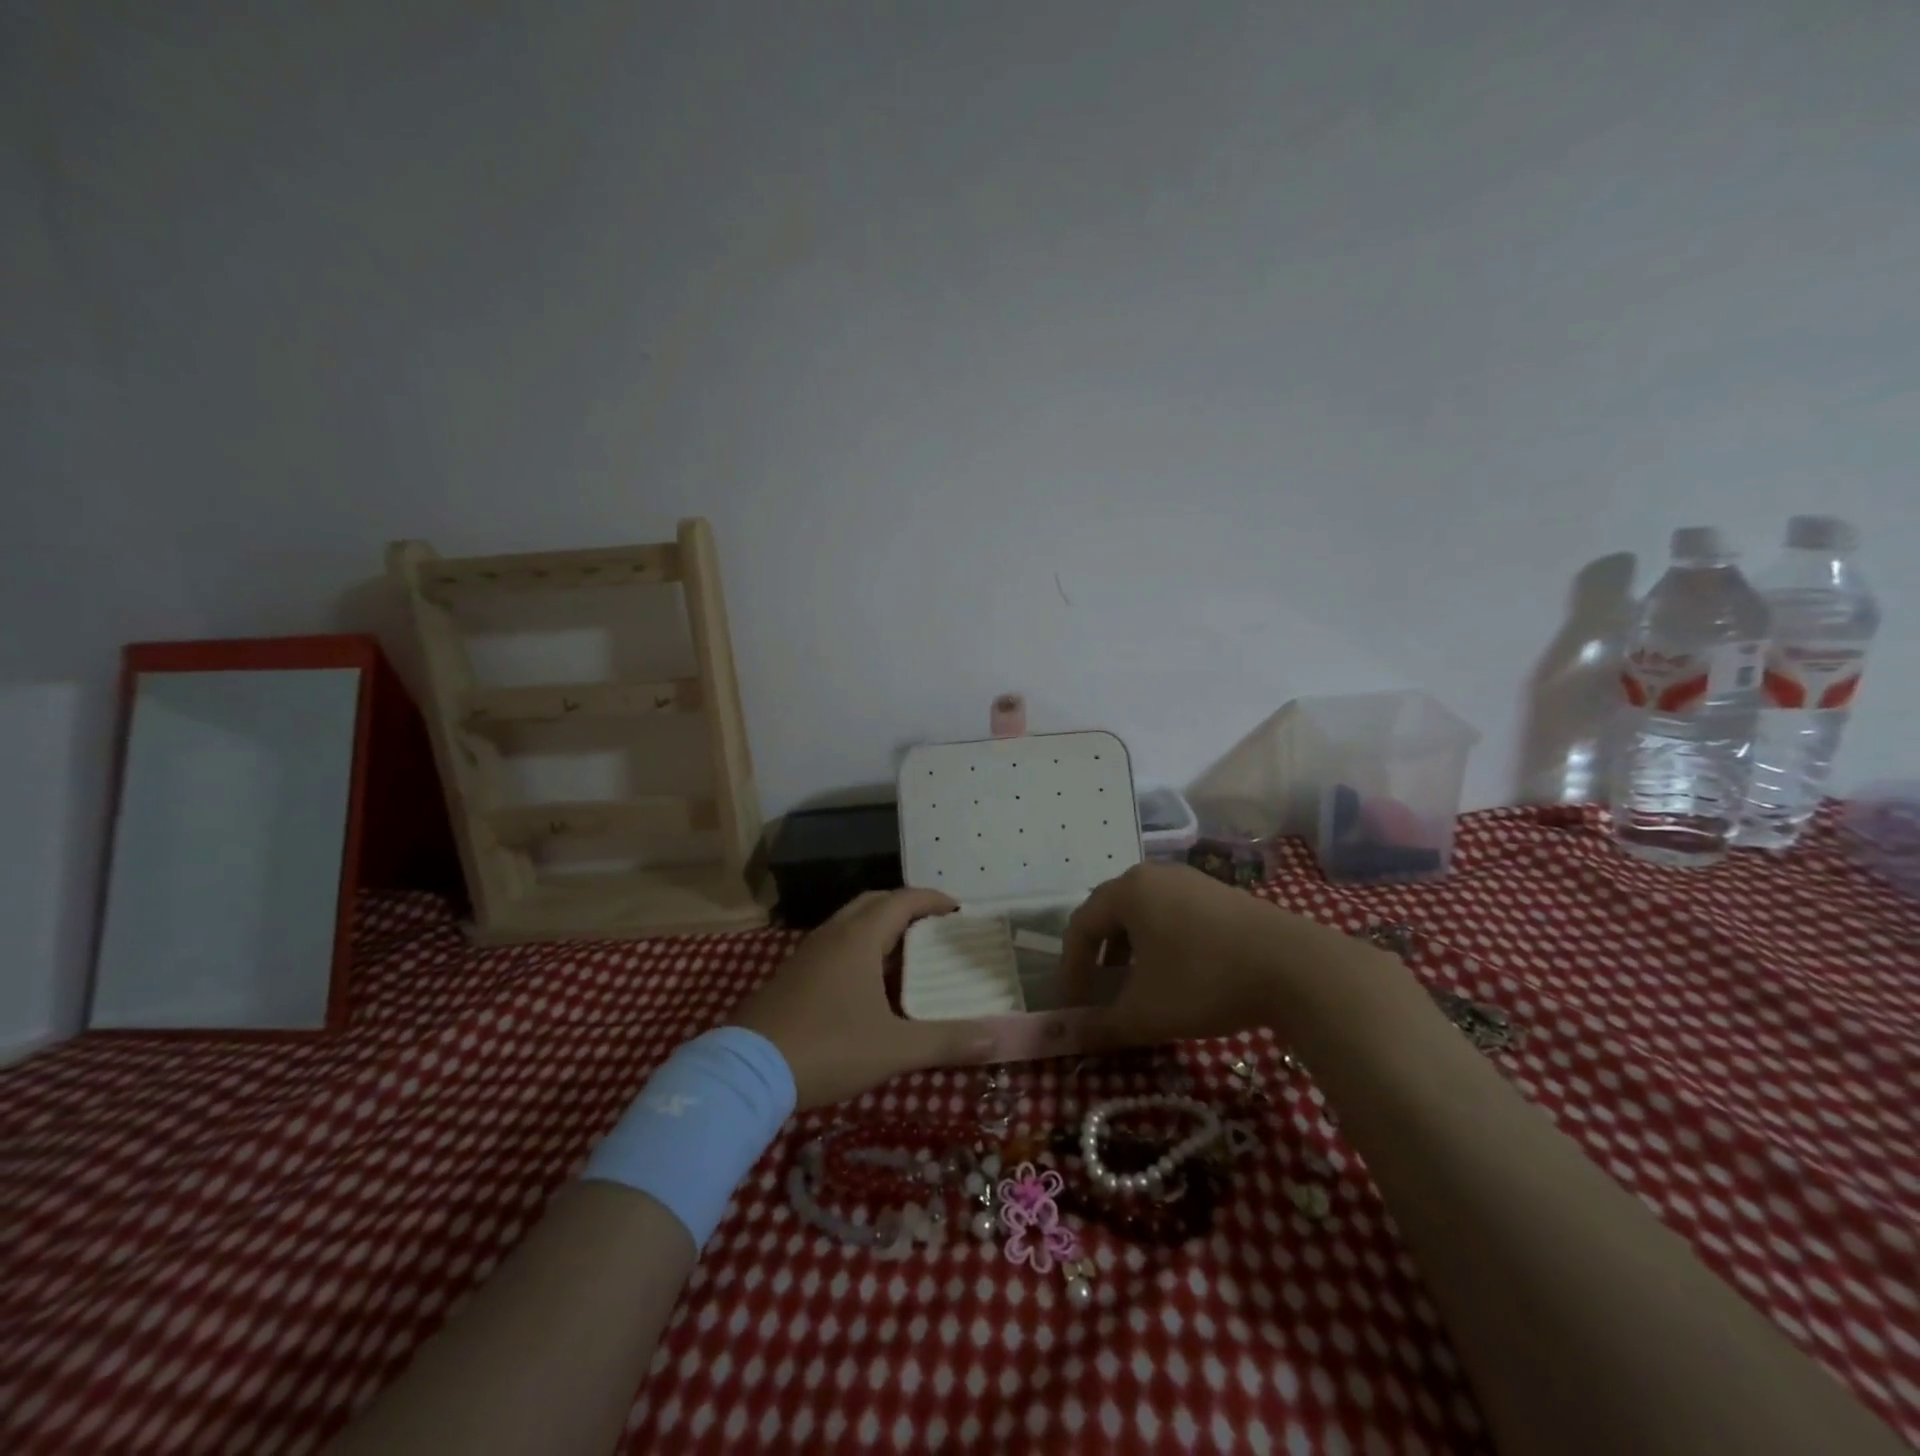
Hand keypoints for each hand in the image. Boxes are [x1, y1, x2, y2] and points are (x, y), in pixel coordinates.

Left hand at [728, 889, 993, 1109]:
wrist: (746, 1072)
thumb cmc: (827, 1048)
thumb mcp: (894, 1048)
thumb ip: (947, 1041)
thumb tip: (996, 1036)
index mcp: (858, 938)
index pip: (902, 900)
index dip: (933, 900)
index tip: (958, 910)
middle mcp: (831, 935)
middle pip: (873, 903)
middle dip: (905, 907)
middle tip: (934, 929)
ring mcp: (806, 954)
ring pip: (849, 923)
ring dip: (879, 928)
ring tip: (906, 955)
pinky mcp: (790, 975)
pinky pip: (833, 945)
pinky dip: (858, 948)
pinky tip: (866, 985)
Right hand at [1061, 863, 1329, 1050]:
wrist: (1297, 968)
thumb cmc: (1204, 981)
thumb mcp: (1145, 1012)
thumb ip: (1101, 1026)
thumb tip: (1070, 1036)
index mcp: (1128, 891)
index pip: (1080, 926)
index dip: (1070, 969)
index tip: (1074, 1006)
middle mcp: (1155, 875)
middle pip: (1111, 914)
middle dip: (1099, 957)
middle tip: (1101, 992)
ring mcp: (1193, 880)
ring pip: (1145, 914)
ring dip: (1132, 950)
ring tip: (1139, 985)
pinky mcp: (1222, 894)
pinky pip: (1175, 914)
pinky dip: (1163, 943)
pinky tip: (1180, 974)